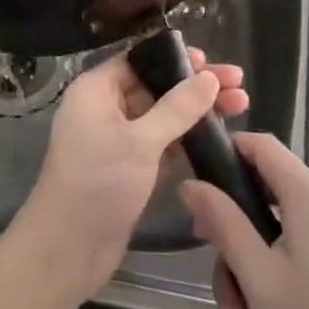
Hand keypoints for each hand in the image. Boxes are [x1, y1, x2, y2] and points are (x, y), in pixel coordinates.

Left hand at [10, 50, 248, 305]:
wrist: (67, 250)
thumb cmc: (99, 183)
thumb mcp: (141, 142)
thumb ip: (177, 108)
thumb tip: (209, 77)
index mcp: (96, 89)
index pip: (140, 59)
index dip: (176, 58)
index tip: (212, 62)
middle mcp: (105, 108)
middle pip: (155, 85)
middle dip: (195, 85)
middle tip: (238, 83)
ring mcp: (117, 139)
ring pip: (162, 115)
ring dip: (196, 111)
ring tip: (241, 105)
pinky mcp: (129, 167)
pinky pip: (161, 142)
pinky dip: (186, 137)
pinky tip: (217, 135)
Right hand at [181, 133, 308, 308]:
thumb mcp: (256, 275)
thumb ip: (223, 223)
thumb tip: (190, 183)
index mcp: (306, 195)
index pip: (261, 144)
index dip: (226, 152)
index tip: (196, 184)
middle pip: (261, 193)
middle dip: (231, 234)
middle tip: (214, 269)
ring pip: (271, 229)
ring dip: (246, 269)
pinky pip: (289, 252)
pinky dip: (269, 280)